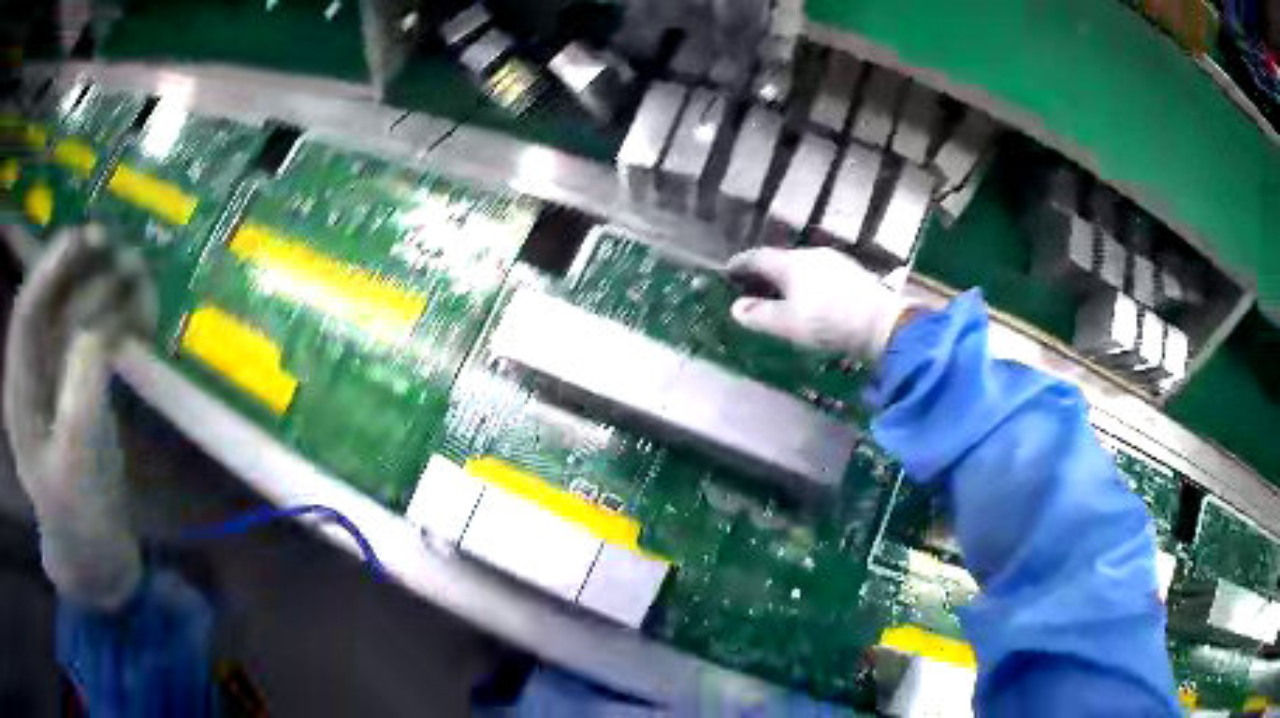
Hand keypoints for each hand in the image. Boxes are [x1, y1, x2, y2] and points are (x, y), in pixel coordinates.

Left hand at [4, 225, 153, 608]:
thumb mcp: (76, 463)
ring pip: (73, 315)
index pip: (25, 314)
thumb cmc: (80, 520)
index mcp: (18, 396)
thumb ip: (81, 390)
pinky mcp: (77, 386)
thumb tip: (102, 325)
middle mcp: (31, 375)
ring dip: (104, 290)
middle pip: (50, 305)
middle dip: (81, 273)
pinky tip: (139, 314)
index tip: (83, 241)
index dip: (48, 271)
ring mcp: (54, 379)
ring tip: (139, 277)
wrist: (96, 557)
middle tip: (121, 251)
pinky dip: (116, 319)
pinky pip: (93, 337)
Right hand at [727, 247, 910, 361]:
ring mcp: (835, 261)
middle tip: (753, 287)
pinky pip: (820, 274)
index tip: (727, 271)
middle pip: (781, 259)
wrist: (882, 323)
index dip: (740, 264)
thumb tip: (736, 308)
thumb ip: (759, 316)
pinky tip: (813, 299)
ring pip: (803, 266)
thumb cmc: (828, 322)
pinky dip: (808, 284)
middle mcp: (810, 255)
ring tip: (783, 295)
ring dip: (789, 279)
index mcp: (790, 263)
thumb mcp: (788, 324)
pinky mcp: (853, 274)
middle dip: (765, 272)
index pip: (757, 257)